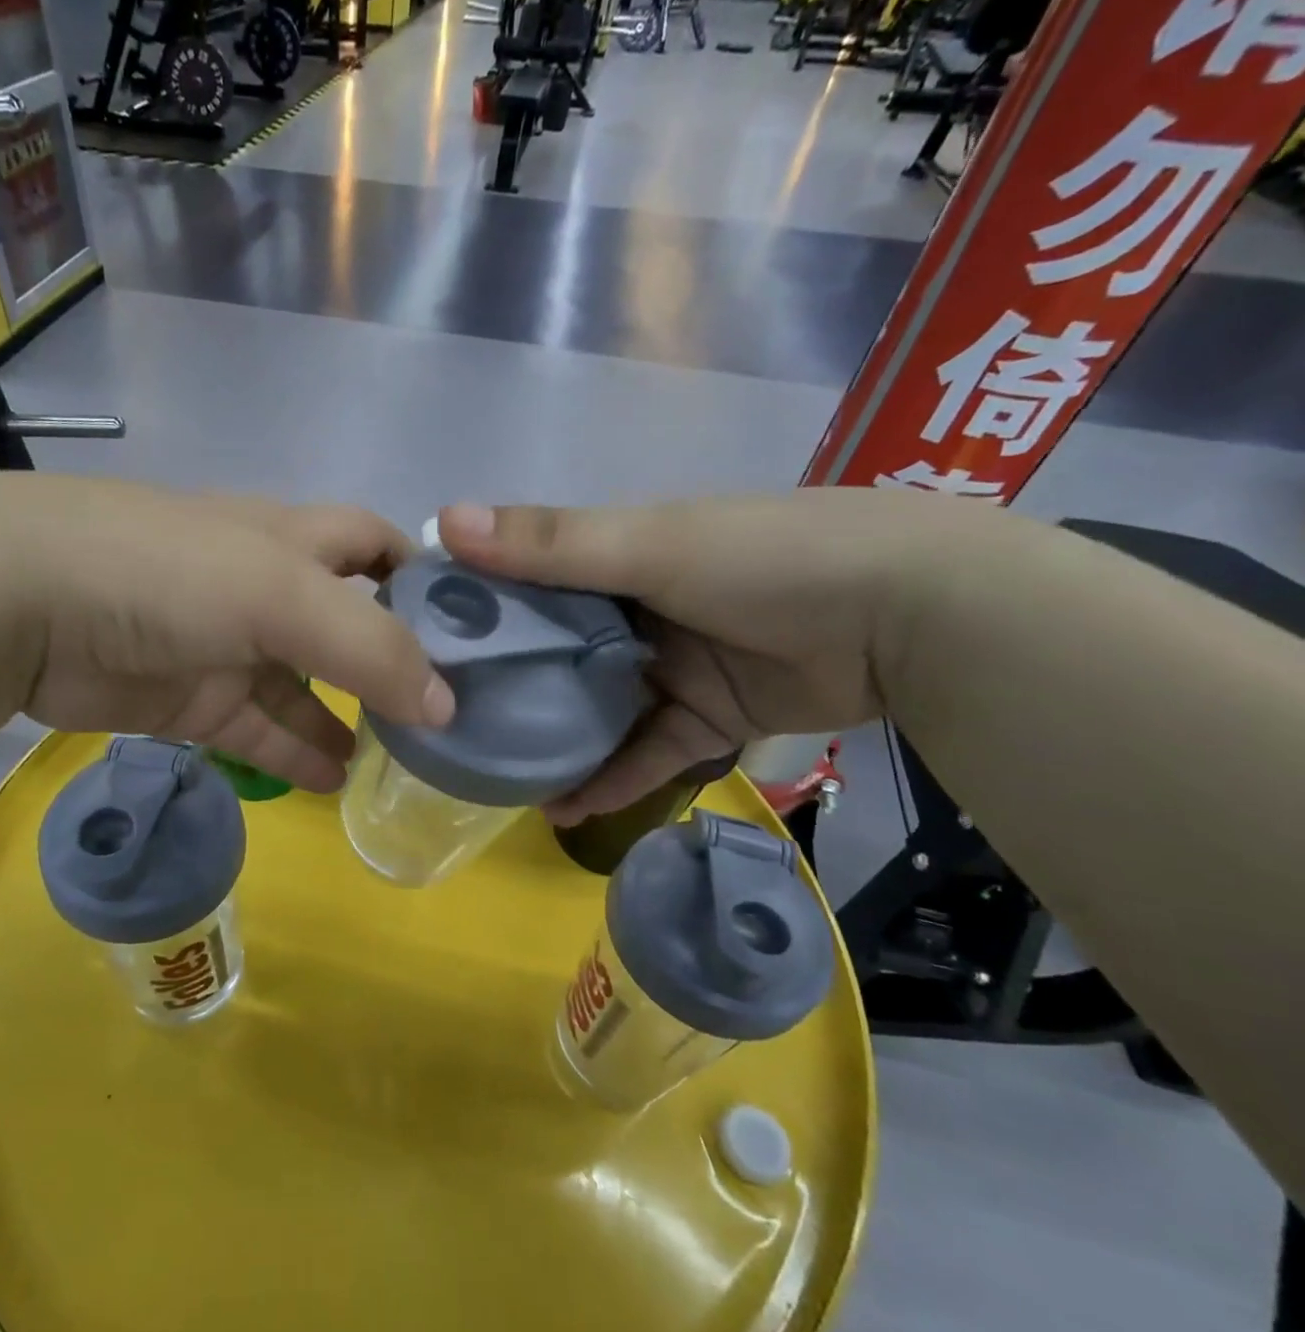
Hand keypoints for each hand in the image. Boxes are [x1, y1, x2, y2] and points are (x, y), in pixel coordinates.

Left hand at [8, 477, 452, 791]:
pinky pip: (259, 730)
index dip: (421, 577)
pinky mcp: (191, 700)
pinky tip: (335, 782)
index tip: (472, 627)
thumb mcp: (281, 594)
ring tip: (402, 762)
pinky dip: (295, 754)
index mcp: (292, 541)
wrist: (24, 604)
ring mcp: (227, 648)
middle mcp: (266, 589)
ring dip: (349, 719)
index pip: (374, 546)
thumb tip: (444, 703)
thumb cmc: (169, 571)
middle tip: (446, 714)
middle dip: (393, 662)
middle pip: (347, 624)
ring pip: (306, 688)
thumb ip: (368, 646)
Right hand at [436, 488, 970, 822]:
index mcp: (617, 555)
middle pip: (556, 649)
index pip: (527, 579)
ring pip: (597, 707)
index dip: (477, 607)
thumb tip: (444, 521)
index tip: (421, 644)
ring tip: (495, 780)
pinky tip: (564, 810)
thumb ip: (550, 543)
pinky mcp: (708, 716)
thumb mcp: (650, 545)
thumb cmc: (765, 558)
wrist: (911, 614)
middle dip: (508, 684)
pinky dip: (611, 779)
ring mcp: (673, 664)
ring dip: (554, 742)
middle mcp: (637, 606)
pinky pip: (647, 751)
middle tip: (447, 723)